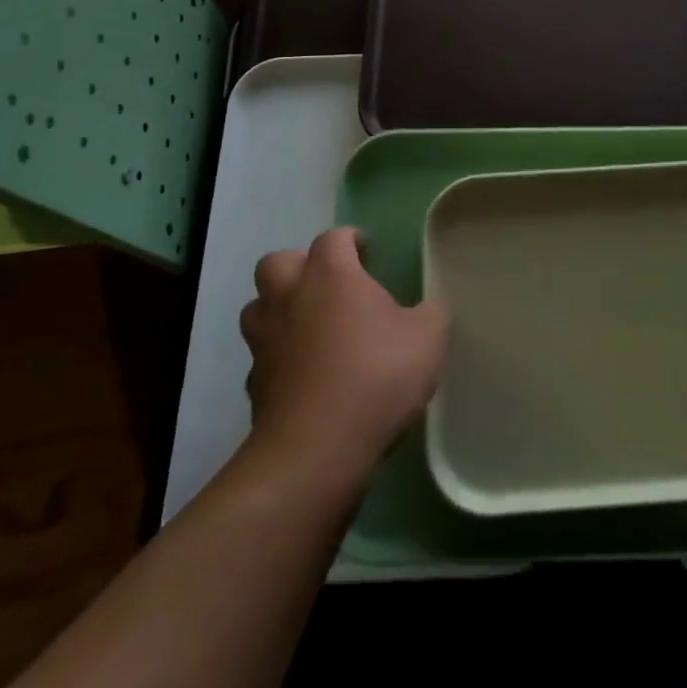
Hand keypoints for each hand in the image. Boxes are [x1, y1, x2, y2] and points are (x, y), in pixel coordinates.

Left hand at [239, 228, 448, 488]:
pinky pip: (262, 358)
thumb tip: (429, 308)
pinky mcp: (254, 385)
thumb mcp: (428, 339)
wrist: (316, 450)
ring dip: (279, 309)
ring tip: (309, 327)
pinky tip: (304, 377)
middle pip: (277, 262)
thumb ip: (432, 314)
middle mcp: (290, 297)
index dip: (350, 239)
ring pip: (258, 308)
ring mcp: (265, 341)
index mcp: (331, 275)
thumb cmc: (376, 376)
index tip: (366, 251)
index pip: (334, 238)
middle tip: (327, 284)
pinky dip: (279, 359)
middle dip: (299, 266)